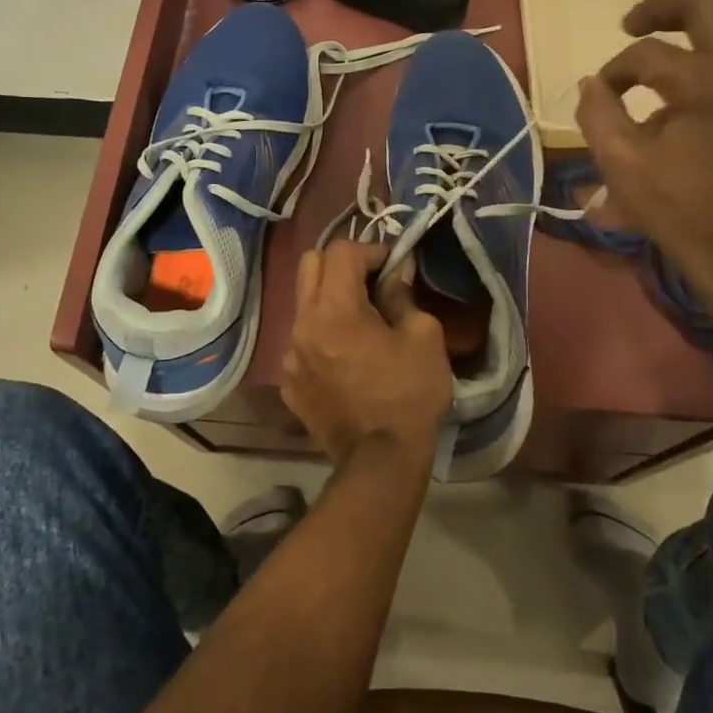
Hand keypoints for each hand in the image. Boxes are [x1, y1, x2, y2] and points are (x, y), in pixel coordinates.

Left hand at [280, 240, 452, 471]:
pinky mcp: (289, 382)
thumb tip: (395, 273)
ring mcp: (290, 355)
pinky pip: (301, 341)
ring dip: (329, 299)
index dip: (371, 250)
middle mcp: (302, 324)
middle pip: (309, 265)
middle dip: (342, 264)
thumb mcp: (423, 337)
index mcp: (334, 309)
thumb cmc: (409, 395)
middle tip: (372, 283)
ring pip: (303, 303)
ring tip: (361, 323)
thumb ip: (403, 295)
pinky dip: (322, 336)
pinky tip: (347, 359)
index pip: (341, 251)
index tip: (394, 267)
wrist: (380, 462)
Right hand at [575, 0, 712, 306]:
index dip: (615, 70)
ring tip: (670, 39)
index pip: (649, 54)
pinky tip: (706, 69)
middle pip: (709, 3)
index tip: (601, 93)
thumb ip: (597, 112)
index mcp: (707, 82)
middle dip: (664, 6)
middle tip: (632, 25)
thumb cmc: (677, 208)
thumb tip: (592, 82)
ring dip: (701, 21)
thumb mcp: (620, 164)